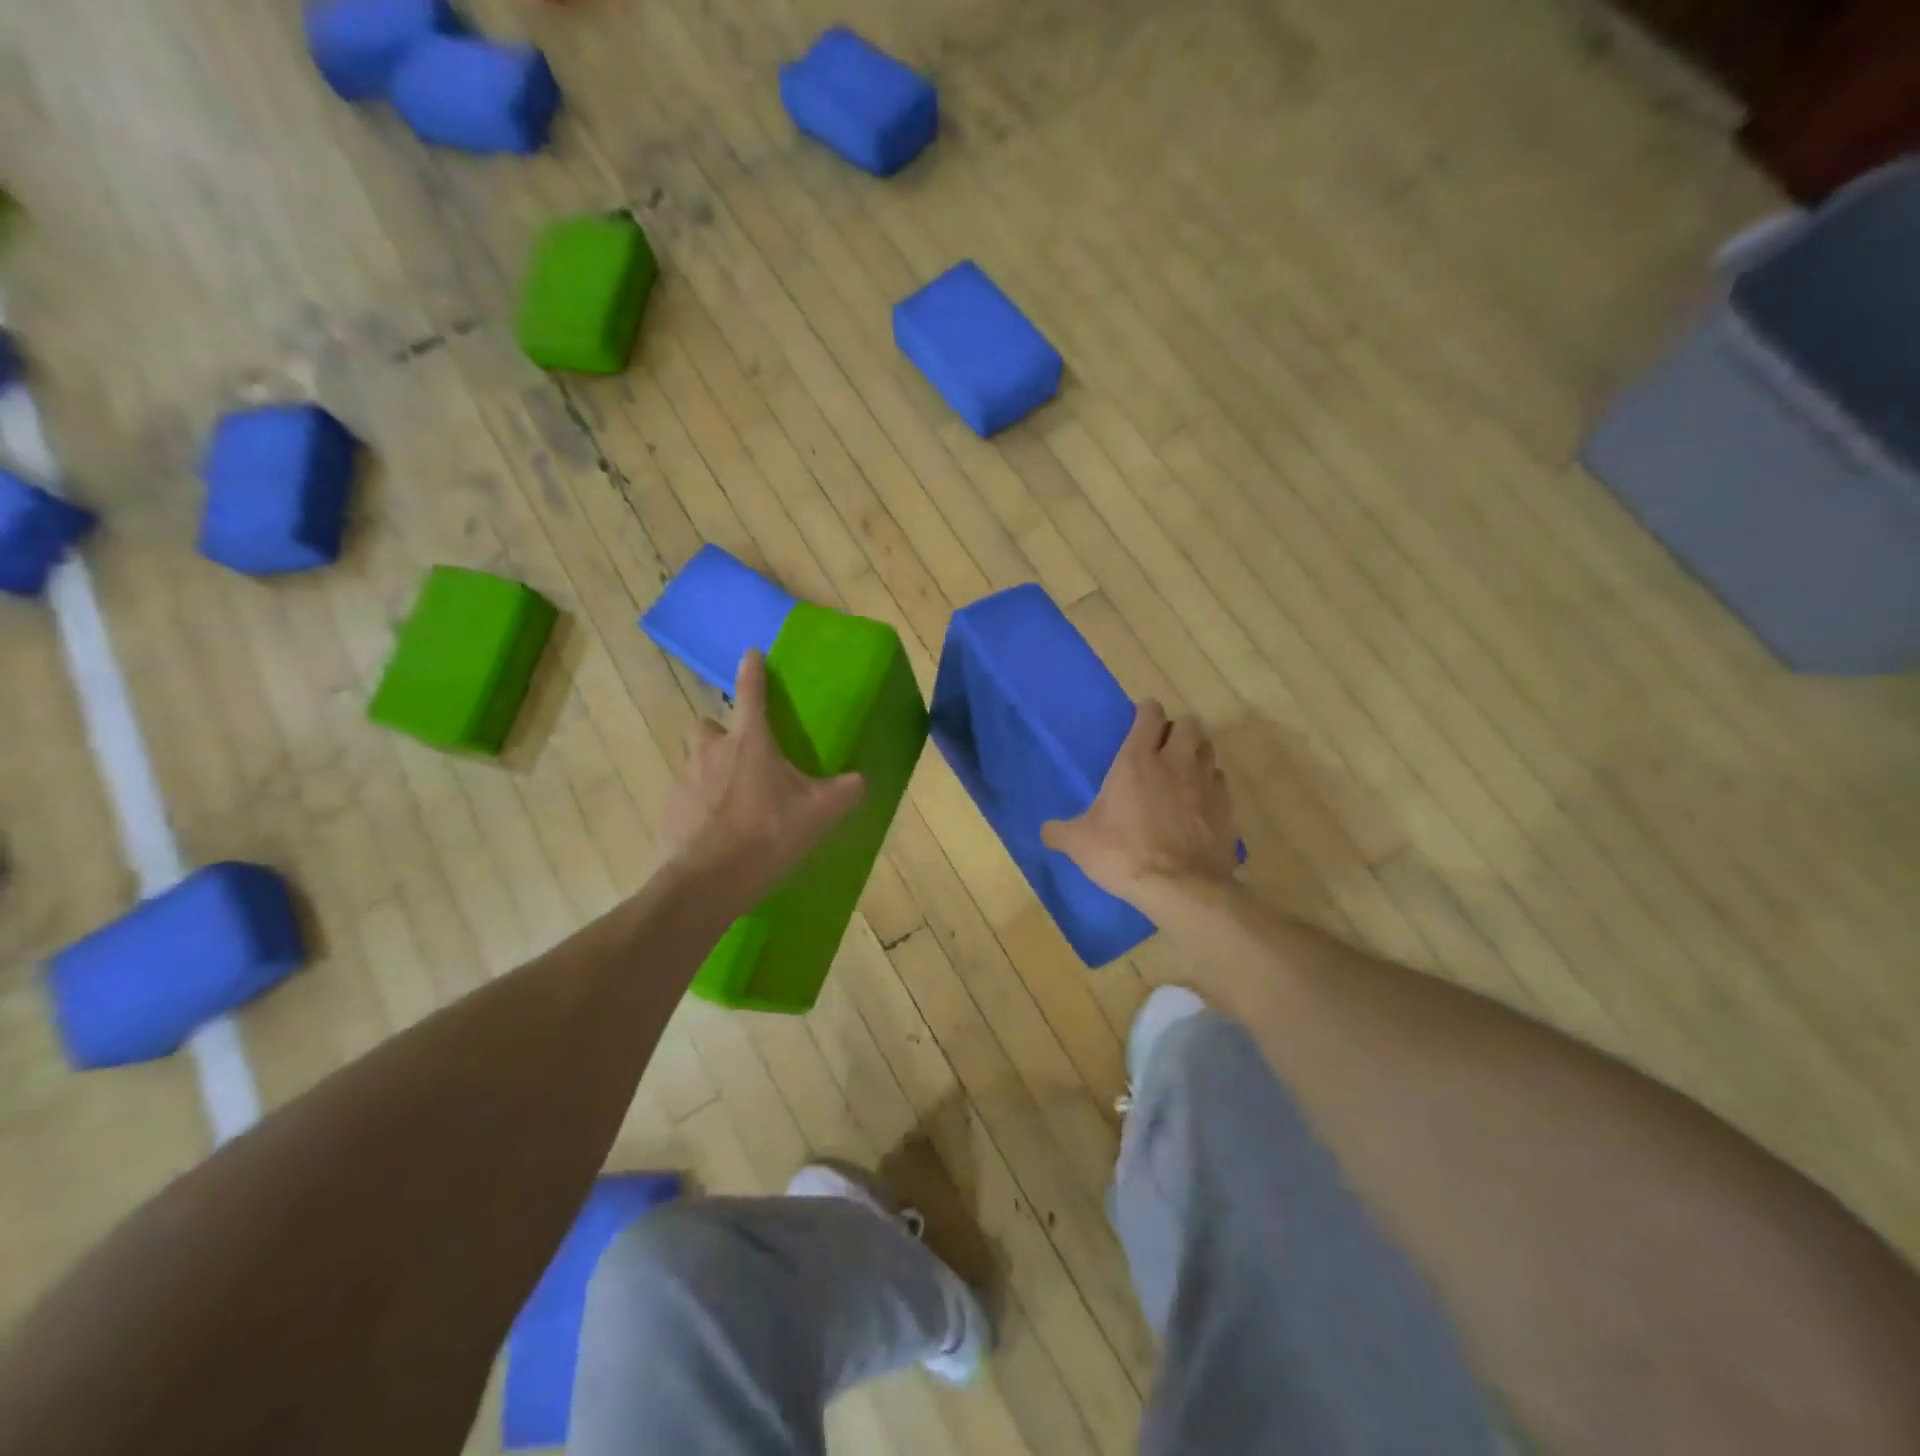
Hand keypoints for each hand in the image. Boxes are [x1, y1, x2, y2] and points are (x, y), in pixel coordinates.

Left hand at [657, 651, 865, 902]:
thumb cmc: (766, 835)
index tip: (751, 652)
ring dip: (711, 769)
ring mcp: (685, 780)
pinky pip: (687, 796)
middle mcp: (712, 751)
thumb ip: (844, 792)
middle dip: (722, 732)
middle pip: (709, 725)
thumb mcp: (818, 814)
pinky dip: (701, 805)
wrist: (706, 882)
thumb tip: (862, 779)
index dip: (753, 670)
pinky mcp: (670, 810)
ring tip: (733, 797)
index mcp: (750, 743)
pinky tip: (717, 830)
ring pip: (696, 760)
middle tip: (743, 754)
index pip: (751, 693)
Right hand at [1041, 700, 1238, 906]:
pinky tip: (1199, 803)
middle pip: (1188, 725)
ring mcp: (1206, 784)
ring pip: (1208, 750)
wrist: (1181, 888)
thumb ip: (1060, 831)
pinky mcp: (1226, 808)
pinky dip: (1211, 786)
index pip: (1150, 715)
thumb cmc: (1125, 854)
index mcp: (1138, 761)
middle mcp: (1176, 762)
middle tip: (1163, 748)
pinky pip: (1220, 783)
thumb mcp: (1080, 844)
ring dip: (1196, 754)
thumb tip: (1045, 831)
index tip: (1139, 720)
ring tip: (1183, 771)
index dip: (1146, 712)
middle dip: (1177, 730)